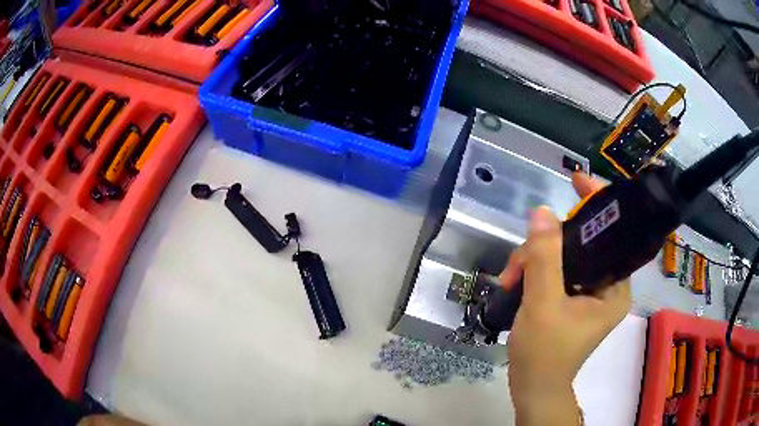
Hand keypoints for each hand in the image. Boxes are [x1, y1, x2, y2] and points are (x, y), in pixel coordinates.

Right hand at [501, 173, 630, 425]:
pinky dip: (535, 271)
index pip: (613, 234)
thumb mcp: (542, 304)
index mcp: (615, 287)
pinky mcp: (573, 299)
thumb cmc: (544, 354)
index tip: (576, 181)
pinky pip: (557, 270)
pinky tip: (515, 282)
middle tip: (518, 260)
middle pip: (583, 243)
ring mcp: (589, 293)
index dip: (597, 204)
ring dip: (534, 260)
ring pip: (565, 256)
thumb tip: (541, 212)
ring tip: (509, 279)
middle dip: (547, 245)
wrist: (533, 388)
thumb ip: (544, 258)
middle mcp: (607, 286)